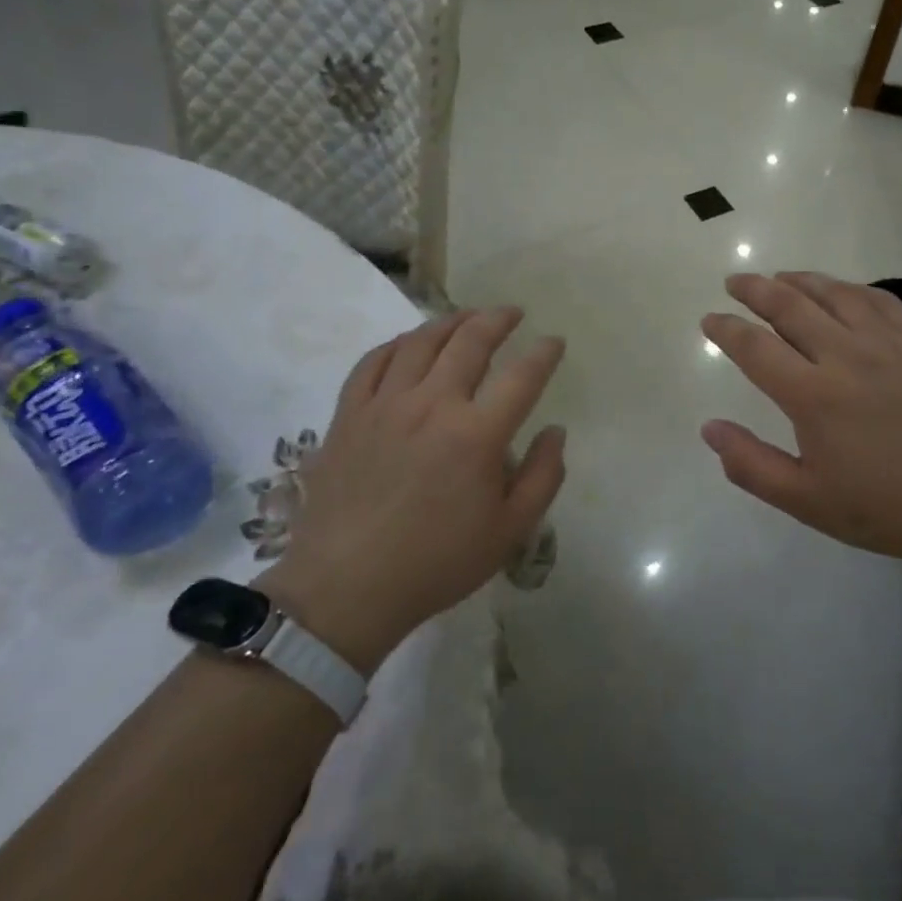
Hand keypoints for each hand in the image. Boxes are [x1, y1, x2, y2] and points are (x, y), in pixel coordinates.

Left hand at [260, 308, 566, 672]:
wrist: (347, 588)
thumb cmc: (437, 563)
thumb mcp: (510, 532)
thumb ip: (543, 476)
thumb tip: (555, 431)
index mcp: (477, 434)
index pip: (522, 376)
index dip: (544, 353)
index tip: (554, 342)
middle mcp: (432, 404)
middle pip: (470, 341)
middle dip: (498, 319)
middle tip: (512, 313)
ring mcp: (385, 404)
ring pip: (421, 341)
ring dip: (450, 322)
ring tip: (467, 317)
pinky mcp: (349, 414)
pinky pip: (373, 361)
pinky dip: (396, 344)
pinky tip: (409, 343)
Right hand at [701, 272, 901, 570]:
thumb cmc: (886, 507)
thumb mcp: (807, 501)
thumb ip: (751, 465)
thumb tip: (709, 428)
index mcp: (813, 396)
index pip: (755, 347)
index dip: (726, 330)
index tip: (709, 320)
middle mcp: (846, 355)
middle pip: (789, 306)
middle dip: (755, 290)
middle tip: (735, 282)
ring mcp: (887, 342)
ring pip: (833, 293)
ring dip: (799, 280)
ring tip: (779, 277)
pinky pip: (878, 298)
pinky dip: (850, 287)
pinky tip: (841, 290)